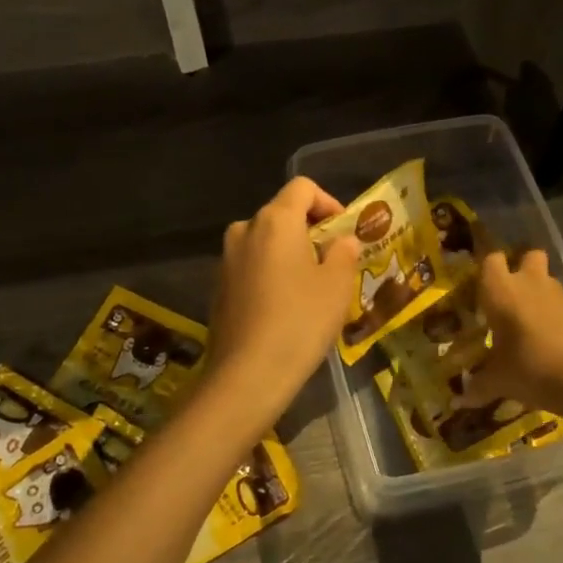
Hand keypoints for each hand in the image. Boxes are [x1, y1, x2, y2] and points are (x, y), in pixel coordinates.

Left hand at [202, 178, 360, 434]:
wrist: (248, 374)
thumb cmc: (300, 321)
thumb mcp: (337, 285)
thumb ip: (343, 252)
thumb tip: (341, 240)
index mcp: (275, 220)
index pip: (303, 187)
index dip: (328, 202)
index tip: (343, 232)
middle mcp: (245, 229)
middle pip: (282, 213)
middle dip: (310, 231)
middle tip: (333, 262)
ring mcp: (227, 259)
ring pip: (266, 242)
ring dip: (290, 254)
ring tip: (312, 287)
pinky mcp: (218, 286)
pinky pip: (251, 266)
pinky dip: (271, 274)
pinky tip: (285, 307)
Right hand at [461, 249, 562, 412]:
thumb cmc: (529, 368)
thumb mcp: (498, 380)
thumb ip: (477, 386)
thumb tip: (458, 400)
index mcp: (501, 290)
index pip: (490, 259)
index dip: (486, 268)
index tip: (479, 286)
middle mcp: (528, 283)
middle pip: (526, 255)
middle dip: (519, 267)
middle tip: (508, 293)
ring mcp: (556, 294)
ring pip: (544, 278)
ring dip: (536, 291)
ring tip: (525, 320)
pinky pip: (558, 301)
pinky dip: (552, 311)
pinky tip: (545, 336)